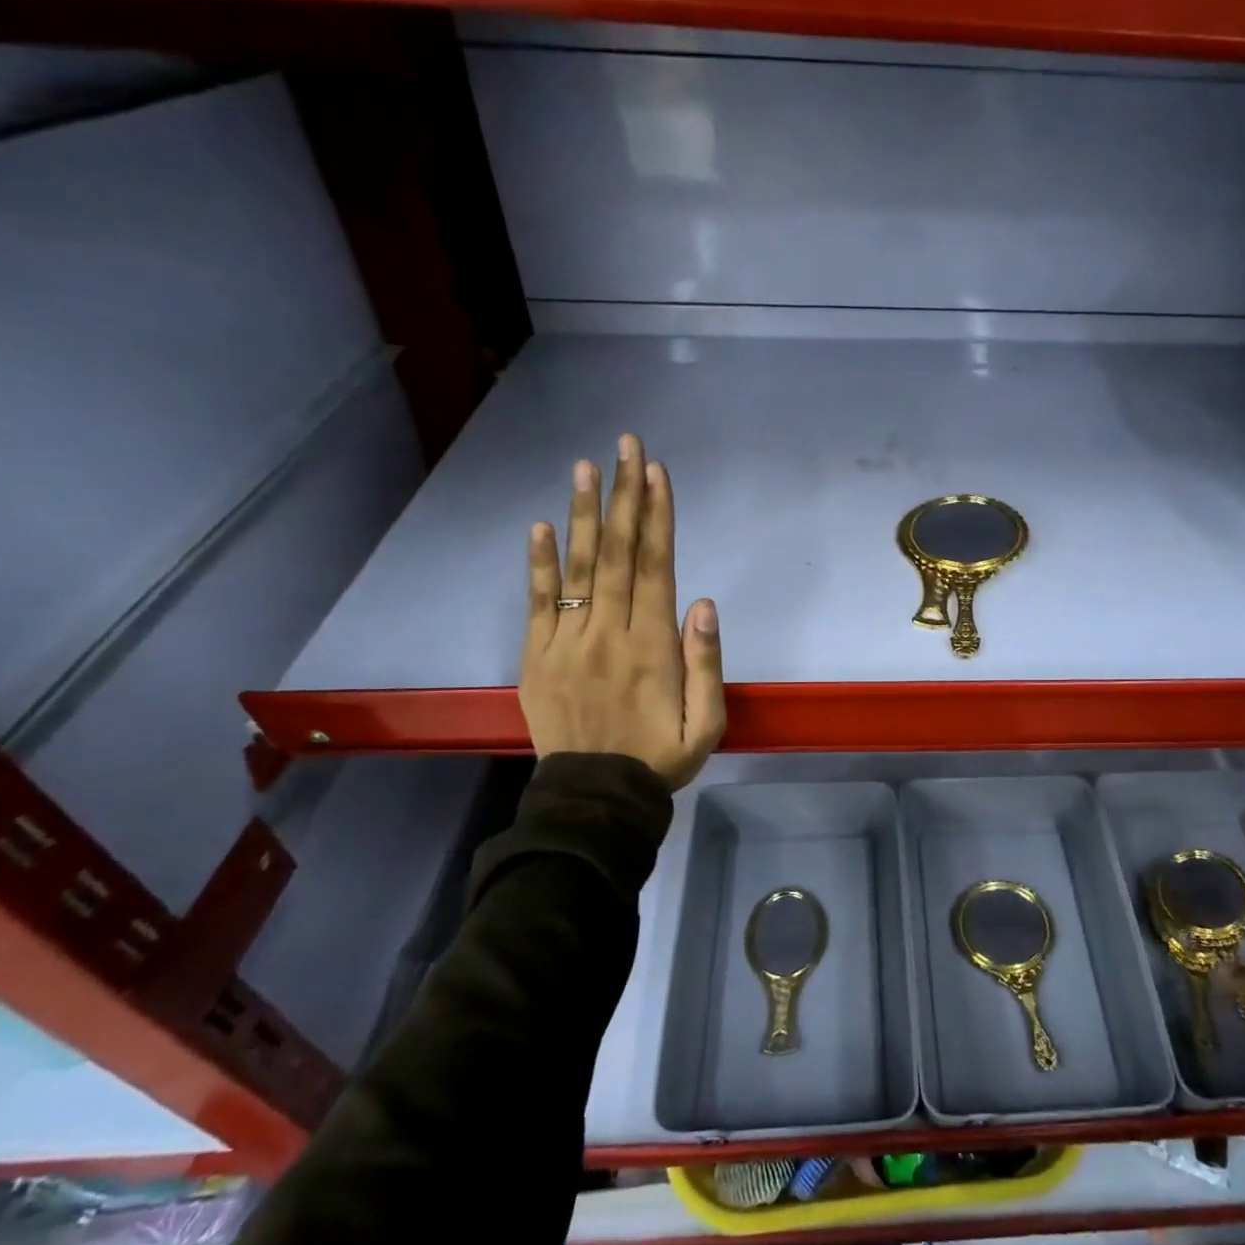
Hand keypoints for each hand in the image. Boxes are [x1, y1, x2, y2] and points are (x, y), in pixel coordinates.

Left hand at [519, 433, 724, 787]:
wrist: (596, 798)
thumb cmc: (659, 758)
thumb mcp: (707, 724)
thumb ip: (707, 664)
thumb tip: (704, 603)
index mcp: (652, 646)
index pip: (655, 567)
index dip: (657, 517)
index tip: (656, 472)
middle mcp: (609, 632)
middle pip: (618, 553)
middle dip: (624, 496)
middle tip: (626, 446)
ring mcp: (567, 642)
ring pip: (578, 568)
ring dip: (582, 514)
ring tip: (585, 467)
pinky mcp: (538, 657)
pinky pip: (537, 603)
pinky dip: (537, 563)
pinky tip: (538, 526)